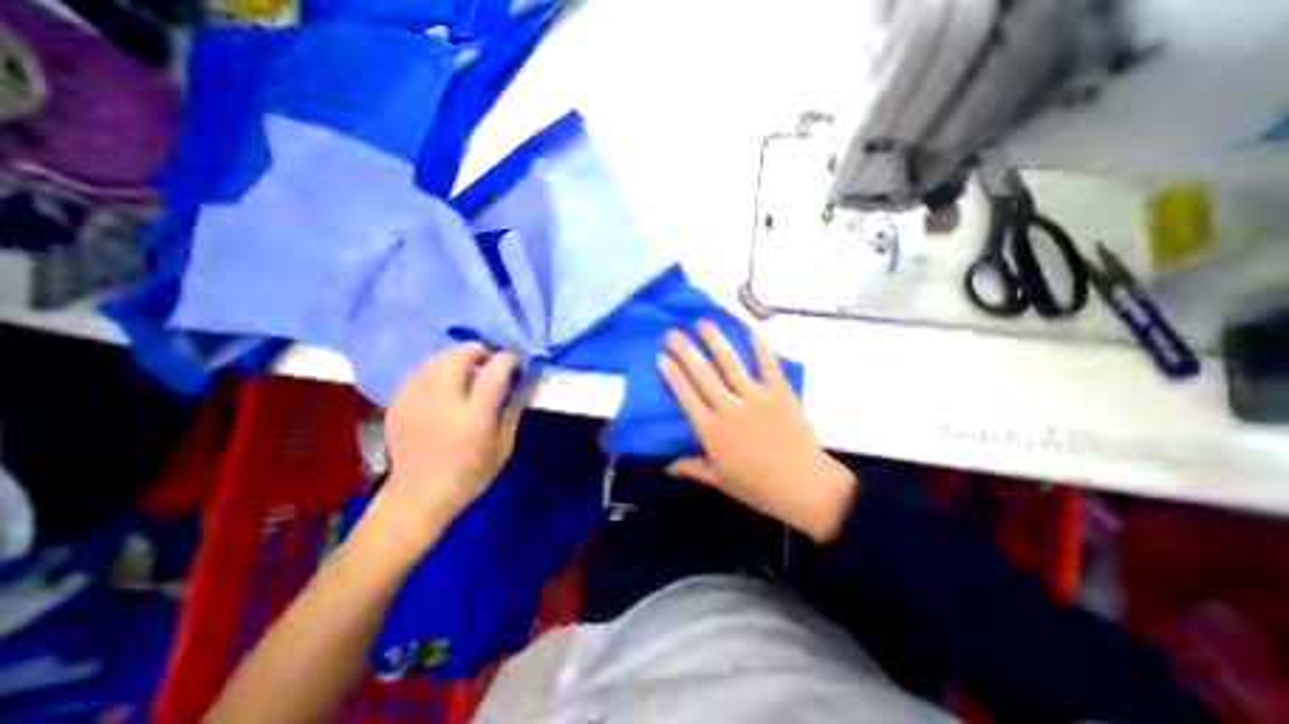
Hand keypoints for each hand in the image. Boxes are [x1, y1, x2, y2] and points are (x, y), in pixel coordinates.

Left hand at [379, 343, 526, 540]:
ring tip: (466, 369)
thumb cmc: (469, 475)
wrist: (417, 498)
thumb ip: (512, 411)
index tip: (515, 361)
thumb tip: (521, 384)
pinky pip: (419, 373)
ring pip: (436, 359)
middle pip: (459, 356)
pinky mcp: (397, 404)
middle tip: (488, 361)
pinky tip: (443, 384)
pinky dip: (436, 370)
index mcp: (474, 416)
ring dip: (456, 357)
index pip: (494, 371)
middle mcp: (443, 402)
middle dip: (478, 350)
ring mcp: (416, 401)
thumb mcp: (503, 447)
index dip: (508, 359)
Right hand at [660, 322, 860, 543]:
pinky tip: (750, 331)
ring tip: (703, 322)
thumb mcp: (718, 480)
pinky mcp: (780, 393)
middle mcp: (728, 409)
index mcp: (710, 430)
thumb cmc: (757, 486)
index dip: (671, 374)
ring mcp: (755, 398)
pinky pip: (768, 365)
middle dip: (684, 350)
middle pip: (701, 373)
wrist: (802, 487)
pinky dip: (760, 347)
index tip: (661, 356)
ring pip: (730, 363)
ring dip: (715, 341)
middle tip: (672, 332)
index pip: (685, 395)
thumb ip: (691, 468)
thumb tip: (666, 466)